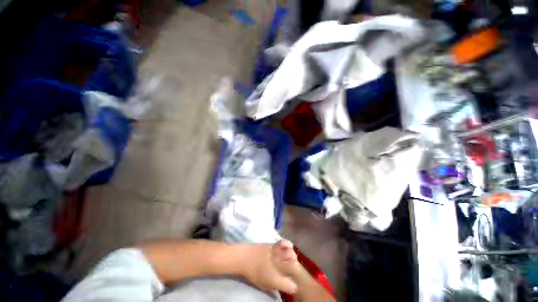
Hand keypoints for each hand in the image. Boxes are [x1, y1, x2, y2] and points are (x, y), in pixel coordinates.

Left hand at [240, 239, 299, 293]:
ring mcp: (277, 254)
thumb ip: (275, 286)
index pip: (291, 286)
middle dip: (295, 269)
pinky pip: (284, 243)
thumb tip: (282, 286)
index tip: (291, 286)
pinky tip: (288, 246)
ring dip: (293, 257)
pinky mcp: (274, 245)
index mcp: (276, 280)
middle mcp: (279, 266)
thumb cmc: (253, 273)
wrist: (244, 257)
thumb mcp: (264, 284)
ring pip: (291, 254)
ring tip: (291, 258)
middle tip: (292, 270)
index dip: (292, 287)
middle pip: (294, 267)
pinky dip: (288, 244)